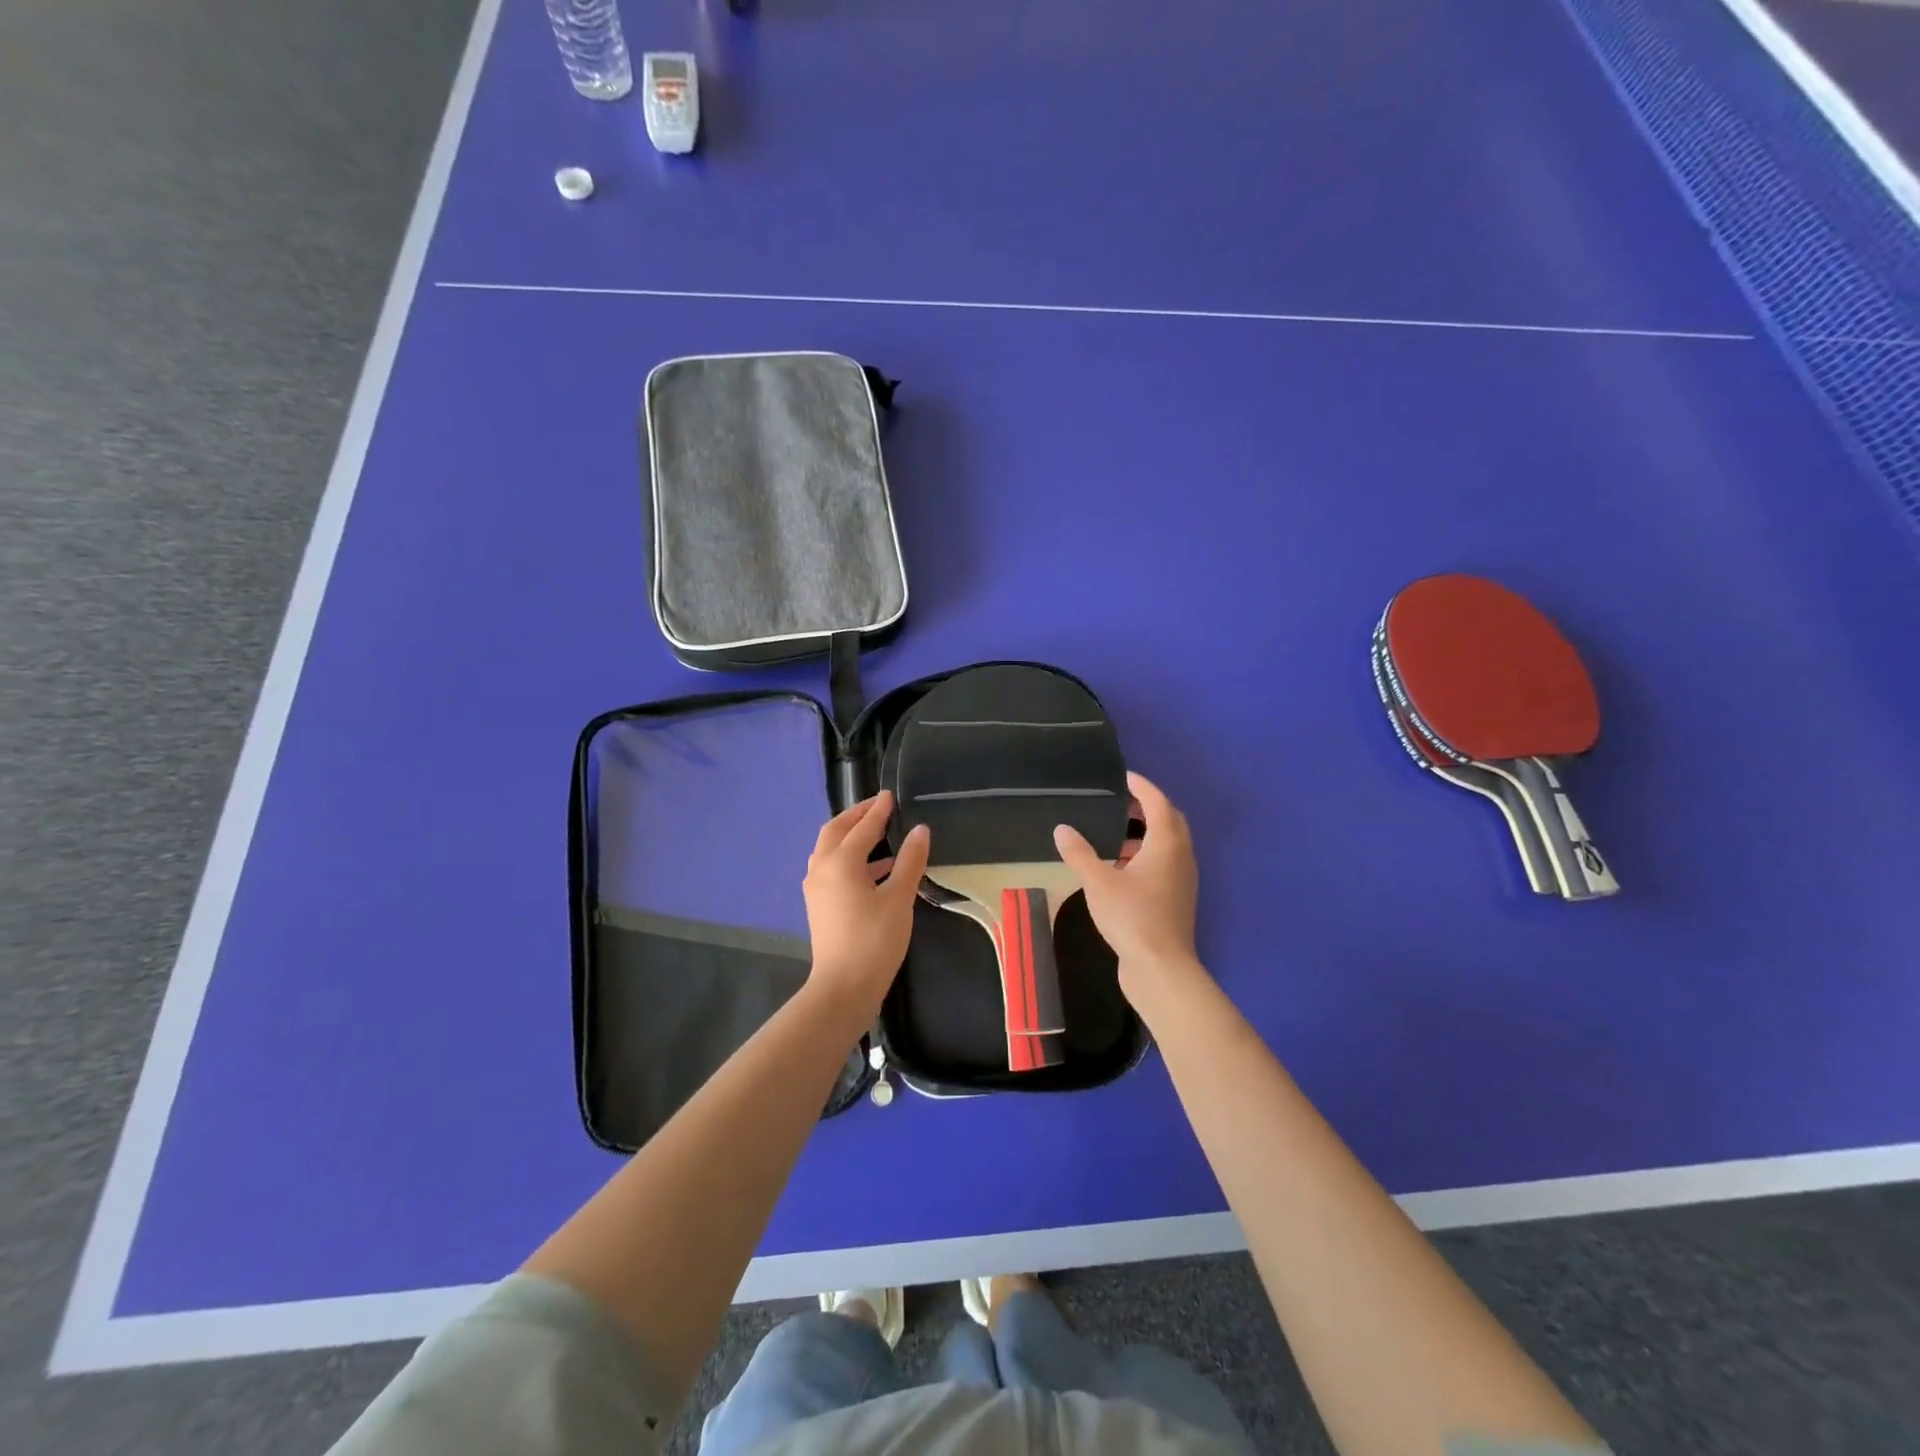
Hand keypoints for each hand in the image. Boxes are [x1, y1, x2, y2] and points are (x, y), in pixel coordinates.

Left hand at [803, 792, 929, 1011]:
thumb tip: (920, 830)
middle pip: (836, 831)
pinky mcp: (818, 904)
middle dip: (856, 815)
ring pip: (829, 849)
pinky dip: (849, 857)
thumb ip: (910, 861)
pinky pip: (831, 867)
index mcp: (840, 861)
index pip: (863, 826)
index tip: (891, 795)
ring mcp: (816, 887)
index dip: (879, 810)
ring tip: (878, 832)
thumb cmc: (874, 940)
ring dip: (850, 836)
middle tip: (878, 807)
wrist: (843, 988)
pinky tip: (875, 868)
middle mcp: (822, 868)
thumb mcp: (899, 898)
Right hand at [1054, 772, 1199, 985]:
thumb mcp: (1098, 881)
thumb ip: (1079, 852)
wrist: (1161, 967)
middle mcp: (1181, 856)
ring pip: (1168, 844)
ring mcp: (1182, 879)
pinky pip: (1164, 864)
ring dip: (1145, 833)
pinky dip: (1146, 855)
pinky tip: (1119, 867)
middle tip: (1118, 802)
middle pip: (1169, 820)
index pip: (1157, 802)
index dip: (1141, 786)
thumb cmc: (1132, 916)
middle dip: (1146, 807)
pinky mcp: (1176, 898)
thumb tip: (1062, 828)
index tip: (1122, 777)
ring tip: (1113, 833)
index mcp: (1167, 844)